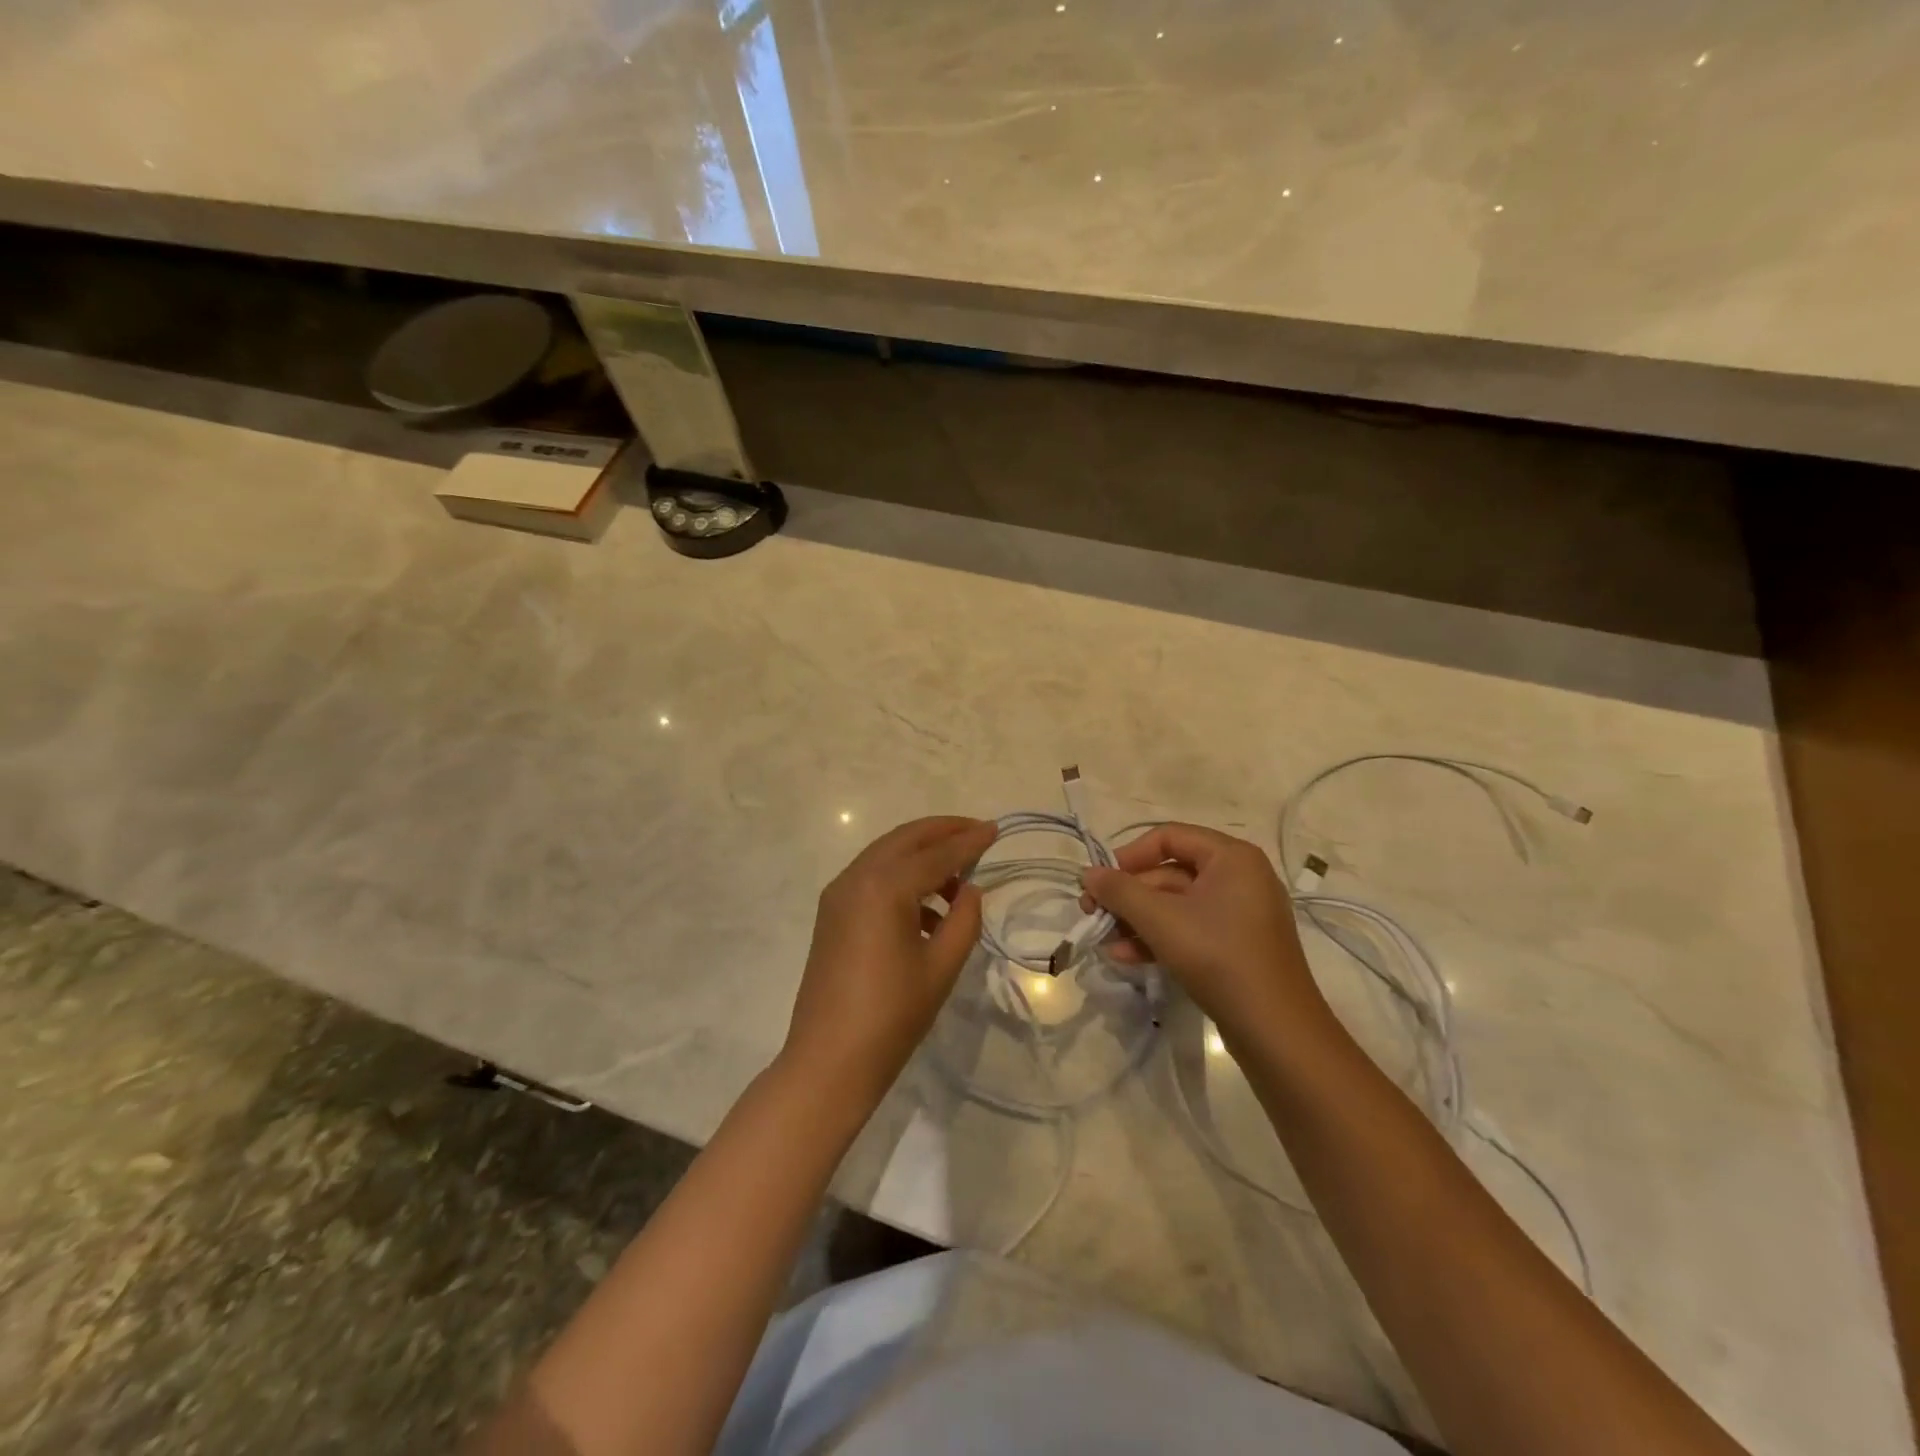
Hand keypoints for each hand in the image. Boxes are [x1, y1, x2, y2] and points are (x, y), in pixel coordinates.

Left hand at [783, 816, 995, 1105]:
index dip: (969, 841)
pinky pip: (871, 879)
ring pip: (885, 856)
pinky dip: (900, 879)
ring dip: (921, 857)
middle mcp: (856, 878)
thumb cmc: (892, 1016)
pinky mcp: (831, 914)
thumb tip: (970, 890)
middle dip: (942, 832)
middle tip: (976, 833)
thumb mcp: (941, 967)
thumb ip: (964, 920)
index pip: (936, 854)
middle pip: (905, 839)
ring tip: (958, 881)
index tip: (996, 829)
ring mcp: (838, 895)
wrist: (828, 1062)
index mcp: (884, 887)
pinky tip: (927, 912)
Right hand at [1080, 823, 1328, 1046]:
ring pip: (1175, 904)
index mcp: (1231, 857)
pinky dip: (1158, 938)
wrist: (1276, 1031)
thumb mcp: (1161, 920)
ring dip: (1137, 920)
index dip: (1129, 855)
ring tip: (1104, 940)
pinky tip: (1126, 957)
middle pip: (1169, 873)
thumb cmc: (1219, 957)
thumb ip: (1120, 891)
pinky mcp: (1236, 946)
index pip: (1169, 837)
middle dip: (1128, 895)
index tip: (1102, 881)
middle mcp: (1239, 877)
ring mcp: (1239, 914)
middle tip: (1092, 914)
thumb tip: (1087, 873)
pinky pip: (1189, 929)